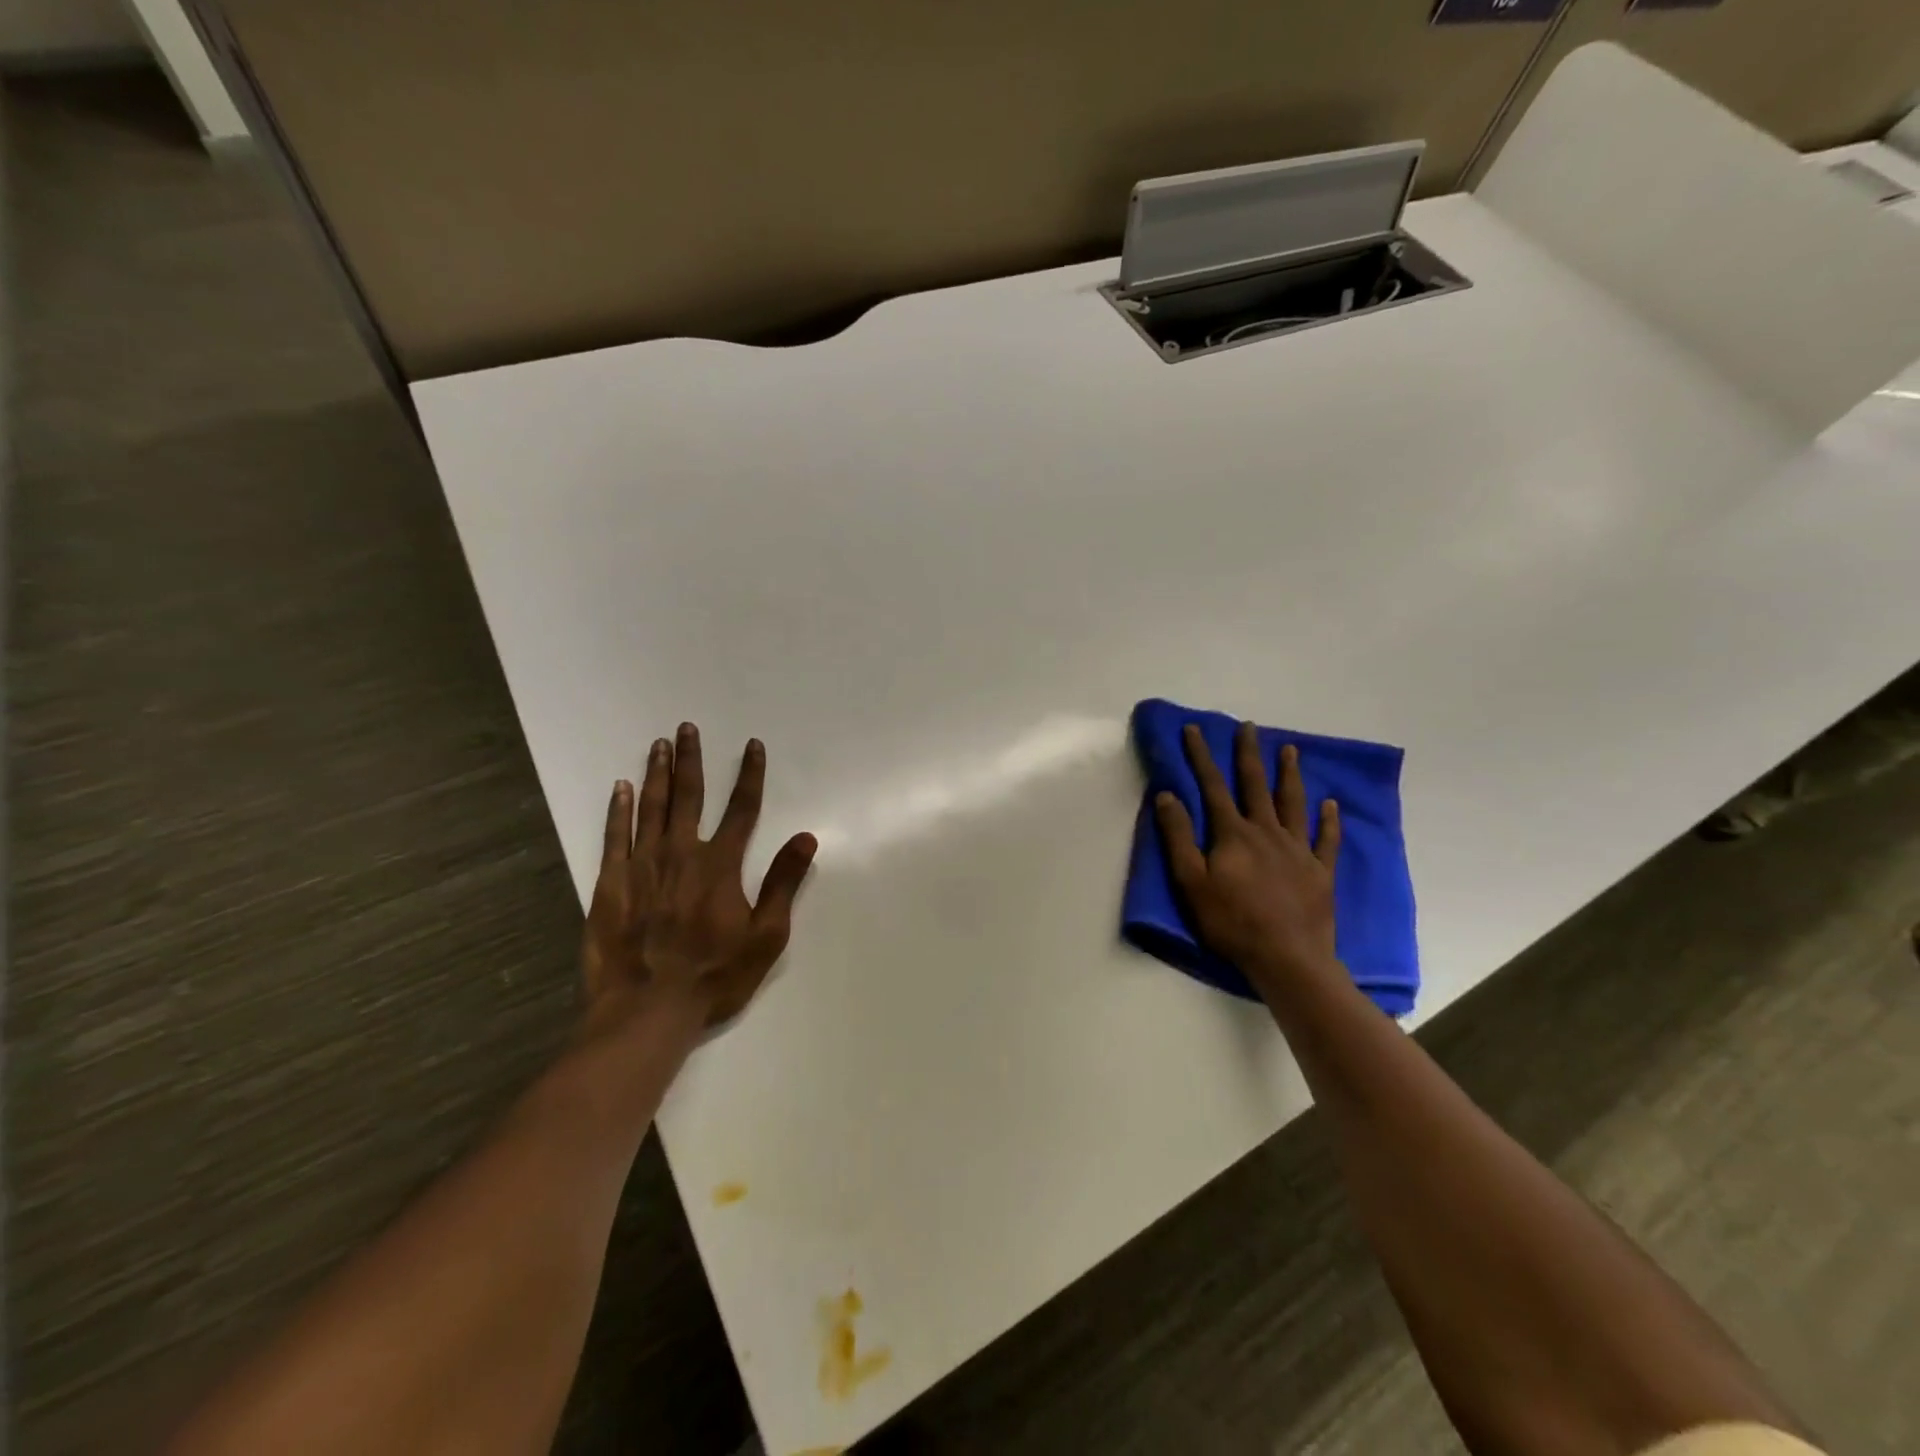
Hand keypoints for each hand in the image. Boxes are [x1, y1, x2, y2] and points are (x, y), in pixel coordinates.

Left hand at [580, 723, 816, 1042]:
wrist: (647, 1009)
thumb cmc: (714, 975)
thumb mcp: (765, 936)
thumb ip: (783, 883)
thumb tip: (807, 837)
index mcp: (721, 865)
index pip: (742, 808)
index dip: (750, 775)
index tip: (752, 746)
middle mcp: (682, 853)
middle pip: (689, 796)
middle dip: (691, 759)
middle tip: (686, 728)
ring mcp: (642, 865)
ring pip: (651, 807)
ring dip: (657, 774)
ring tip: (658, 745)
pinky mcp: (611, 883)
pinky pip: (615, 836)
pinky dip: (618, 809)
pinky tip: (620, 788)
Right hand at [1154, 722, 1341, 989]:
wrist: (1287, 958)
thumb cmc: (1232, 922)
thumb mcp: (1191, 882)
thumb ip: (1178, 837)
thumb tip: (1167, 795)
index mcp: (1233, 834)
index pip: (1212, 786)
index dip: (1201, 756)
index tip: (1194, 729)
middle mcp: (1266, 832)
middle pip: (1255, 785)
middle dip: (1249, 754)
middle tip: (1249, 727)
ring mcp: (1297, 850)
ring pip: (1293, 803)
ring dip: (1290, 775)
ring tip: (1290, 750)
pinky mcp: (1320, 871)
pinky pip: (1326, 839)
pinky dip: (1328, 820)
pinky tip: (1330, 804)